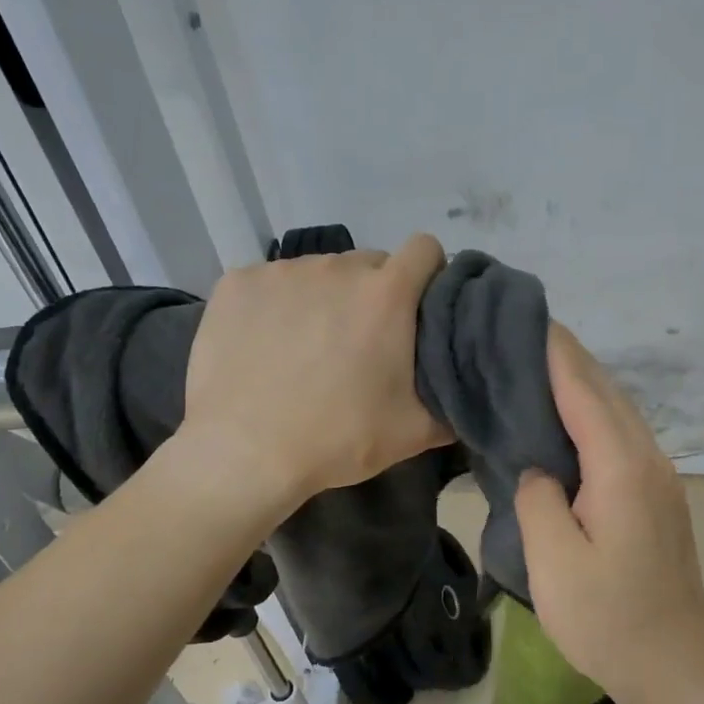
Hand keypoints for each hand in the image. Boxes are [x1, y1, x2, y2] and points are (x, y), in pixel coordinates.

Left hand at [183, 234, 451, 509]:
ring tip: (306, 347)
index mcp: (386, 294)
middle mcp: (337, 267)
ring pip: (318, 272)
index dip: (428, 273)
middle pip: (369, 264)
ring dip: (323, 298)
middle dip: (372, 294)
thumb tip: (466, 392)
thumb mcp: (413, 432)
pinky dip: (275, 305)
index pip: (425, 249)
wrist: (244, 454)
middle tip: (360, 342)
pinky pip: (271, 282)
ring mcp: (282, 271)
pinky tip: (265, 345)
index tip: (418, 307)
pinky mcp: (238, 282)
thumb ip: (452, 401)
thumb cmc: (336, 440)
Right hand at [514, 325, 703, 703]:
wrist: (675, 666)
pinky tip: (570, 421)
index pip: (584, 392)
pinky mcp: (659, 497)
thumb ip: (538, 499)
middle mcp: (647, 460)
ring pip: (619, 412)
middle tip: (523, 336)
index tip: (527, 318)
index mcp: (621, 469)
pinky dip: (594, 414)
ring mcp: (660, 478)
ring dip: (583, 385)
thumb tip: (539, 468)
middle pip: (607, 393)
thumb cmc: (608, 618)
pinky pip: (623, 436)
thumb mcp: (553, 562)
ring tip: (541, 368)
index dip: (556, 354)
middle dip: (569, 359)